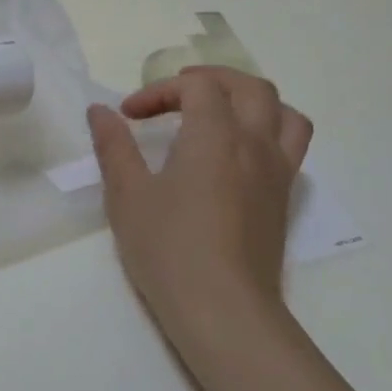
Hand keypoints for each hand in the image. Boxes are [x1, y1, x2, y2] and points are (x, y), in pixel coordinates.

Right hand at [87, 68, 312, 371]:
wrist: (223, 310)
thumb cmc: (169, 248)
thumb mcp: (128, 194)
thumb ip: (114, 146)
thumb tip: (100, 111)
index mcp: (214, 135)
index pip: (195, 88)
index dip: (159, 91)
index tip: (129, 116)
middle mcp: (254, 144)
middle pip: (249, 87)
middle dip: (210, 80)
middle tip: (176, 94)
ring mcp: (277, 172)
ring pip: (283, 112)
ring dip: (250, 100)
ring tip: (220, 113)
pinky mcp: (284, 199)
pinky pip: (291, 145)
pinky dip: (269, 130)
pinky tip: (239, 154)